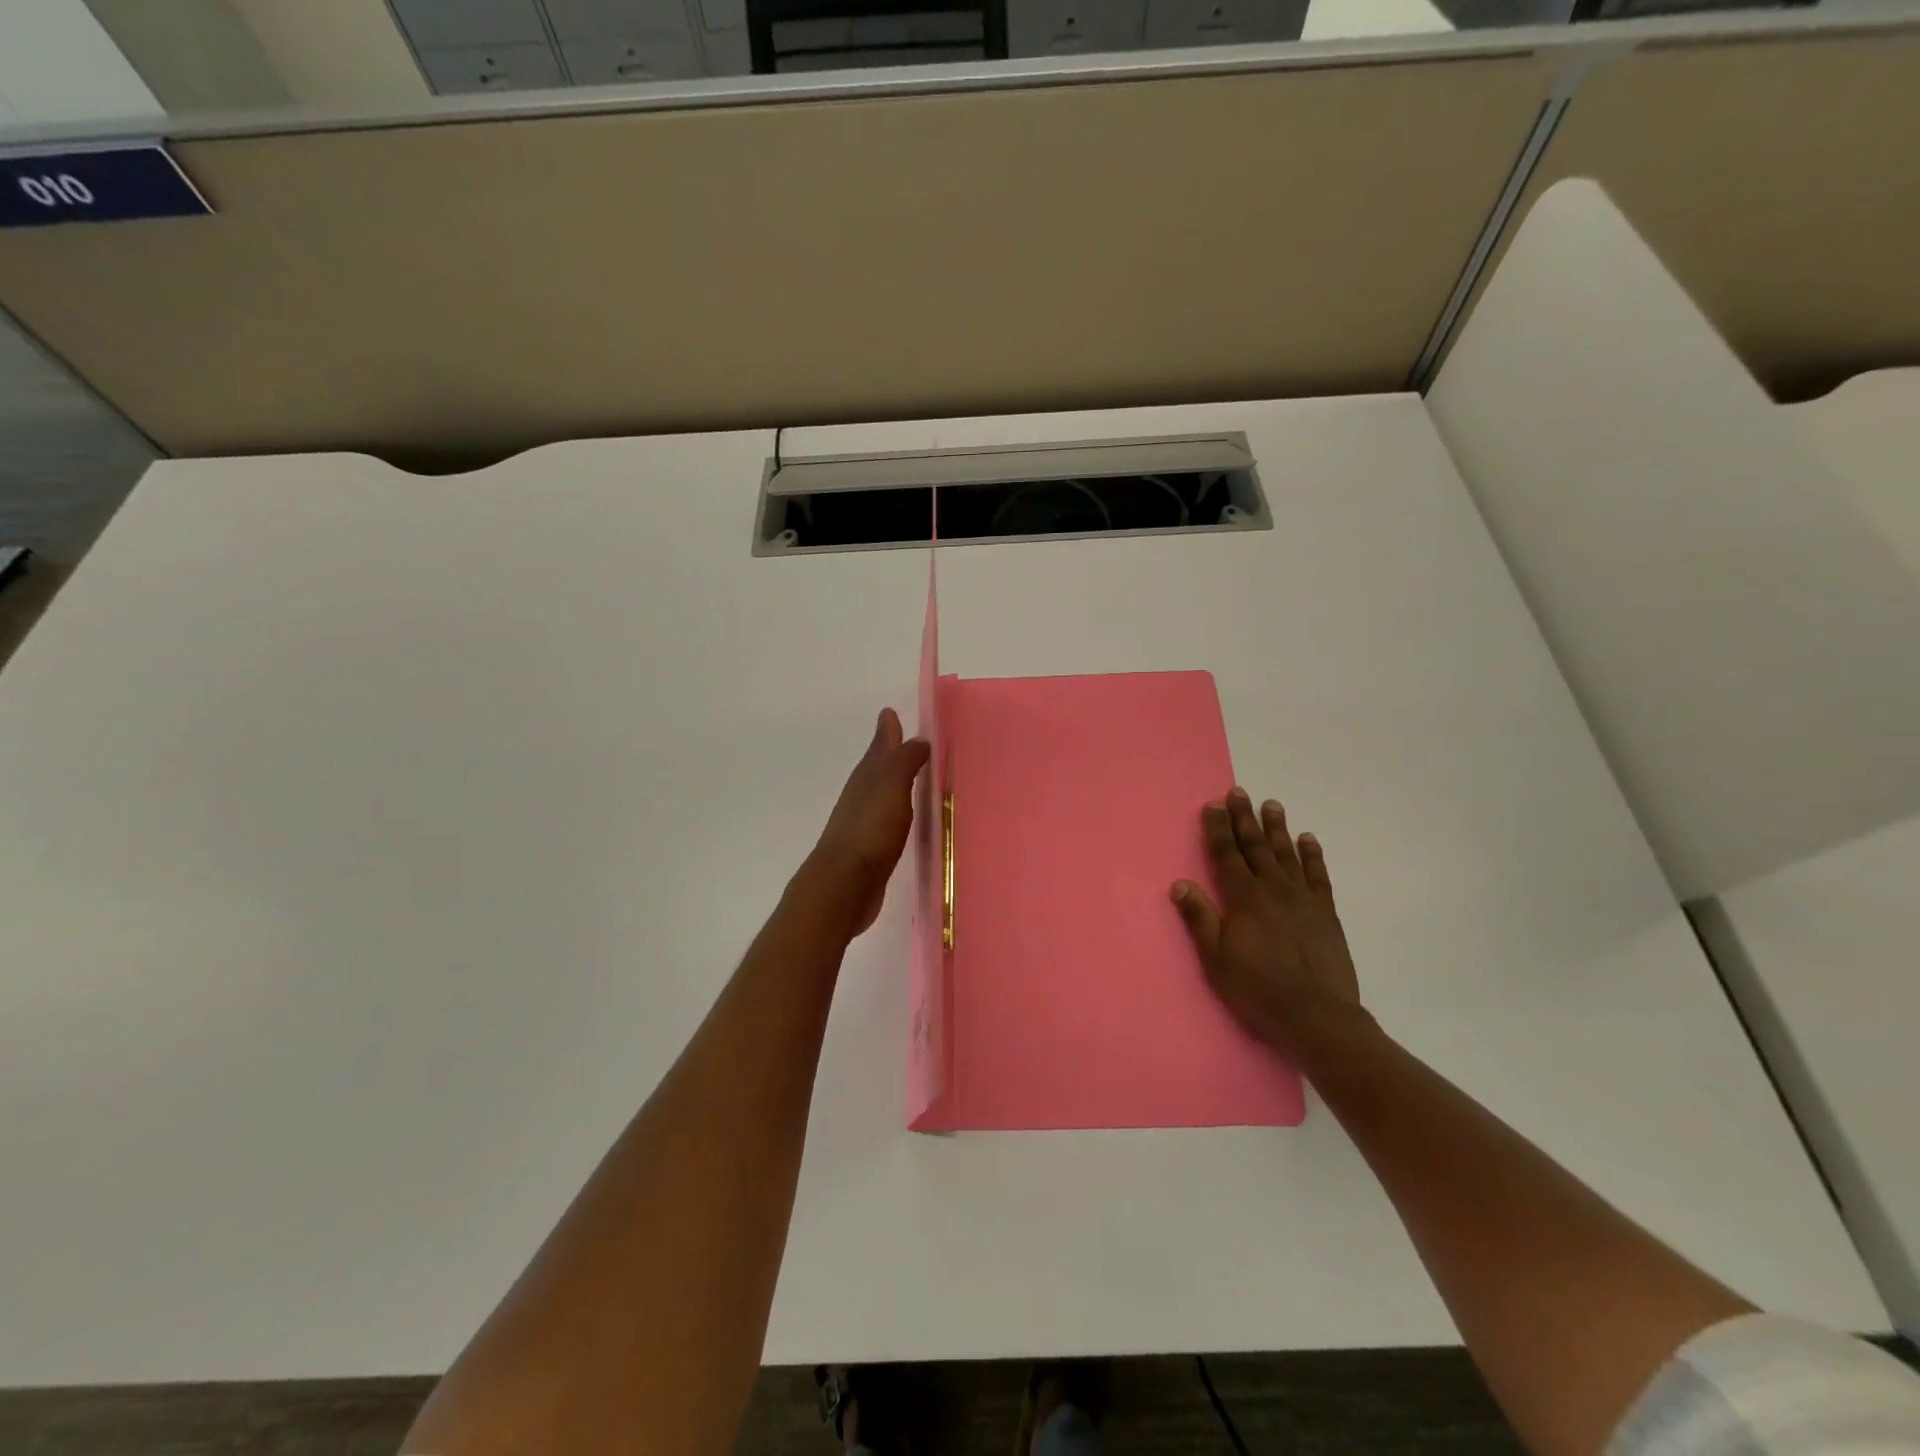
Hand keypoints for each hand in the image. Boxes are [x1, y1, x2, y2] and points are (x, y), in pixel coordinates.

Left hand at [804, 708, 930, 935]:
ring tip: (906, 775)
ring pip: (879, 792)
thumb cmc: (870, 831)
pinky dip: (894, 810)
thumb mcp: (891, 789)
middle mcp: (861, 795)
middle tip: (900, 738)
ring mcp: (862, 822)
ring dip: (891, 781)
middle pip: (876, 767)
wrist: (843, 885)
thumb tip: (917, 738)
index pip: (879, 746)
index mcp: (867, 777)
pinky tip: (900, 817)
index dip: (887, 731)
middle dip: (888, 752)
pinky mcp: (868, 848)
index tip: (889, 713)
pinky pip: (884, 819)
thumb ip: (904, 762)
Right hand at [1172, 788, 1361, 1054]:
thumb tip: (1179, 883)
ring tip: (1271, 804)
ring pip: (1286, 854)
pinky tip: (1308, 839)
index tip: (1213, 805)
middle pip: (1255, 846)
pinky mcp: (1325, 913)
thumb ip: (1199, 918)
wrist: (1316, 1016)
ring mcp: (1302, 899)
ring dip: (1277, 828)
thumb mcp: (1216, 958)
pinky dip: (1312, 855)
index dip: (1218, 828)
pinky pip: (1317, 875)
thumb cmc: (1257, 989)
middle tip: (1239, 792)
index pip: (1226, 854)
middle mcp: (1273, 889)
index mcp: (1243, 898)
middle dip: (1244, 818)